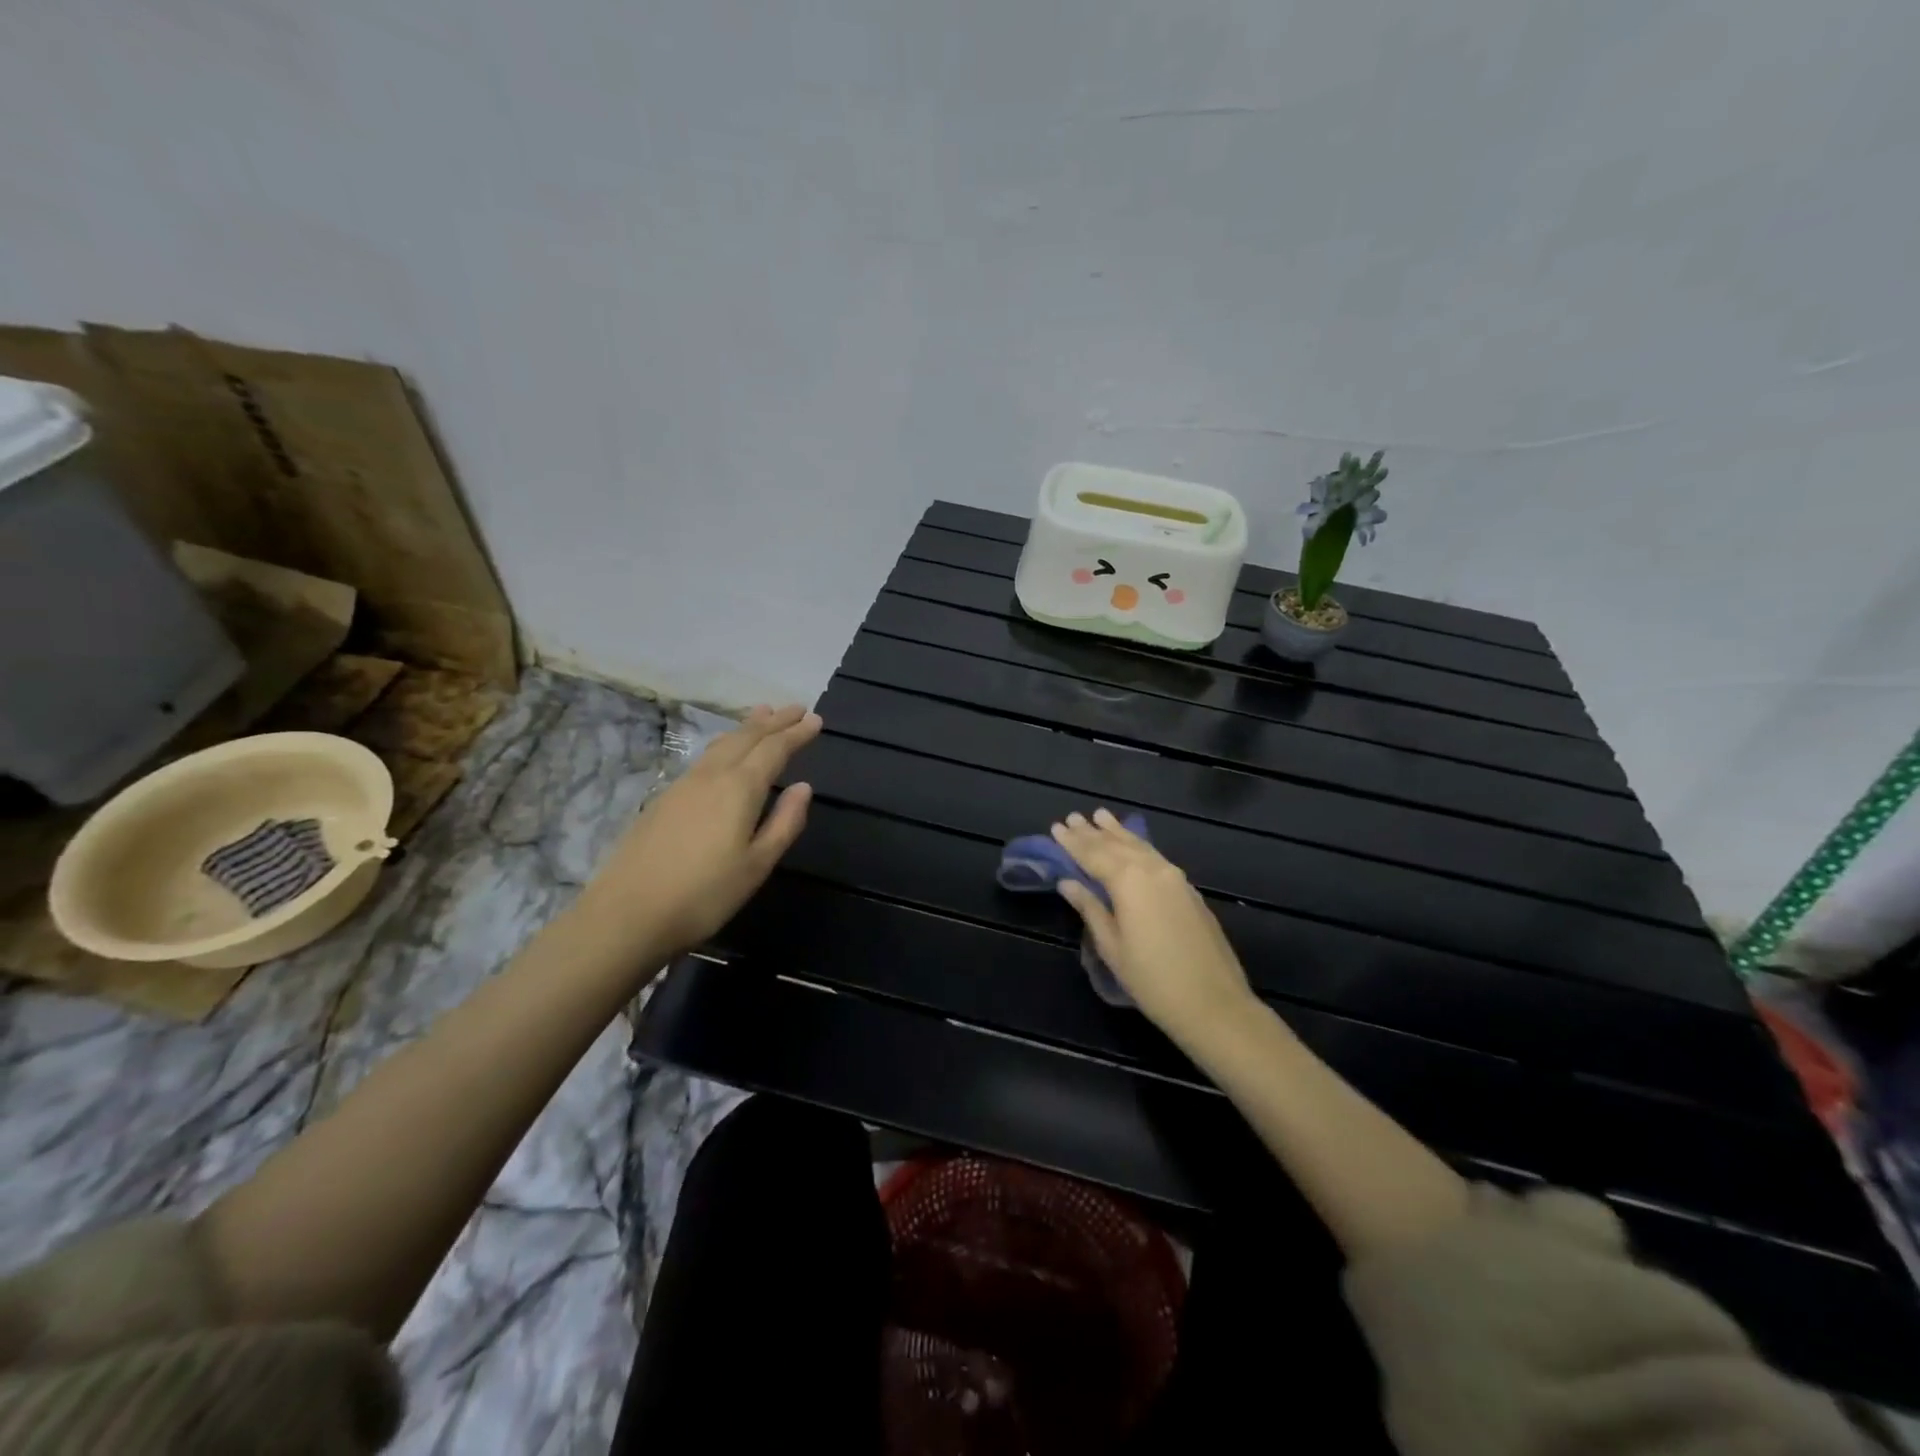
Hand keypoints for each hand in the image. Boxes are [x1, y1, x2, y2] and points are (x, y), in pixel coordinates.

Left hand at [574, 705, 821, 962]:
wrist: (627, 915)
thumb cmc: (704, 895)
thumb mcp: (757, 865)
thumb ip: (784, 823)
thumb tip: (803, 787)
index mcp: (739, 788)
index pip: (774, 749)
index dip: (796, 733)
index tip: (815, 719)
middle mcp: (711, 776)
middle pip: (746, 738)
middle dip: (774, 721)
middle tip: (795, 708)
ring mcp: (683, 785)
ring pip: (721, 744)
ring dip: (746, 727)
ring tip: (763, 713)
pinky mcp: (664, 800)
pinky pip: (704, 757)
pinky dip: (724, 743)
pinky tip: (724, 751)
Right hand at [1051, 809, 1257, 1048]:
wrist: (1214, 1003)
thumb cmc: (1152, 980)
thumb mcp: (1112, 947)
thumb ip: (1090, 908)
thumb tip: (1068, 882)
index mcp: (1128, 881)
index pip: (1093, 854)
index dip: (1072, 842)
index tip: (1056, 826)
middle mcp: (1152, 870)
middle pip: (1117, 845)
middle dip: (1093, 832)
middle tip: (1073, 817)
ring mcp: (1175, 878)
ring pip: (1140, 847)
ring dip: (1118, 832)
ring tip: (1101, 816)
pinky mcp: (1189, 891)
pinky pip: (1156, 857)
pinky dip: (1138, 846)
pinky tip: (1134, 845)